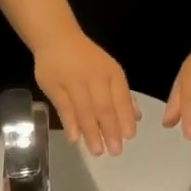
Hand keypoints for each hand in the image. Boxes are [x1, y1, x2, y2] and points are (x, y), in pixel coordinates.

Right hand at [33, 30, 139, 156]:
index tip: (129, 137)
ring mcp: (73, 81)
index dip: (126, 118)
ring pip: (84, 110)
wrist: (56, 39)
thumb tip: (136, 118)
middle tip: (115, 151)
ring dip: (92, 132)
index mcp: (111, 73)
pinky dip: (70, 123)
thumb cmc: (87, 60)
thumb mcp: (109, 72)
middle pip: (104, 107)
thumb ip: (122, 96)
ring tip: (97, 151)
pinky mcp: (54, 86)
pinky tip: (75, 139)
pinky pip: (63, 107)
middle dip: (111, 130)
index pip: (121, 98)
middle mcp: (94, 76)